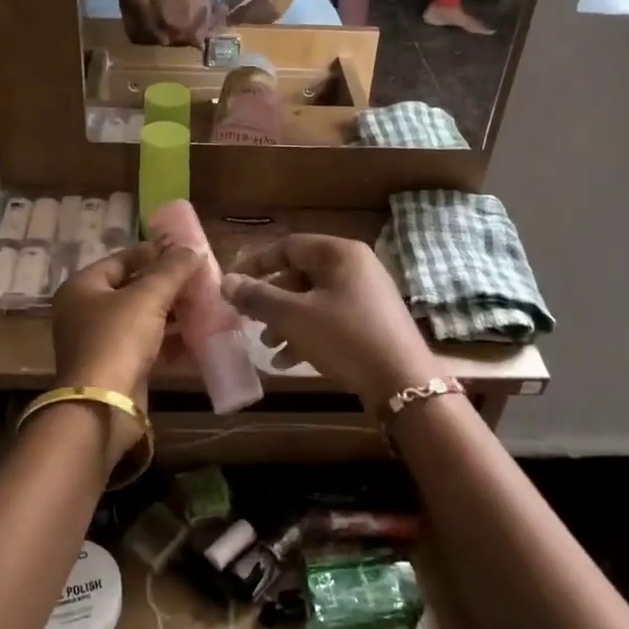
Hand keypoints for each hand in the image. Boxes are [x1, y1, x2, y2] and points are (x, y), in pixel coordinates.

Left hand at [52, 241, 202, 423]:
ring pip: (142, 319)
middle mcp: (86, 312)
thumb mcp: (148, 297)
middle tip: (200, 278)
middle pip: (132, 289)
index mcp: (83, 287)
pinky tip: (200, 336)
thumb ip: (172, 270)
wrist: (103, 406)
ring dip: (173, 313)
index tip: (184, 251)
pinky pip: (148, 345)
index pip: (121, 260)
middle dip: (168, 285)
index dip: (153, 253)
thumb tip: (192, 249)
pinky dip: (171, 340)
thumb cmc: (118, 339)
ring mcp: (101, 342)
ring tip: (206, 304)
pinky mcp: (118, 368)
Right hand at [119, 0, 198, 44]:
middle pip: (137, 27)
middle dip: (157, 38)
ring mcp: (125, 10)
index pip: (140, 9)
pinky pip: (137, 32)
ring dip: (155, 41)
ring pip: (136, 33)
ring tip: (177, 42)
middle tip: (179, 42)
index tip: (167, 39)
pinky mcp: (129, 16)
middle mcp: (125, 2)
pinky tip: (169, 38)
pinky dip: (152, 38)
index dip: (153, 25)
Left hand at [216, 0, 310, 24]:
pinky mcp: (292, 0)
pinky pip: (275, 16)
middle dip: (244, 15)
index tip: (219, 7)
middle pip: (266, 3)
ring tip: (232, 23)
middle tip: (224, 20)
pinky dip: (259, 22)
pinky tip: (245, 23)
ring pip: (271, 14)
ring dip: (251, 22)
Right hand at [221, 235, 439, 411]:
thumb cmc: (345, 338)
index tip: (232, 283)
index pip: (288, 246)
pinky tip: (287, 361)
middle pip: (300, 274)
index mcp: (340, 254)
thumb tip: (226, 281)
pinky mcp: (370, 323)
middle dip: (270, 299)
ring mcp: (366, 295)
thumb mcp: (294, 317)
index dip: (256, 263)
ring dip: (285, 321)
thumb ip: (258, 297)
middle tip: (247, 318)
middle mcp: (355, 267)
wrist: (402, 382)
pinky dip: (306, 334)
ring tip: (265, 345)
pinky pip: (329, 319)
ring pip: (313, 300)